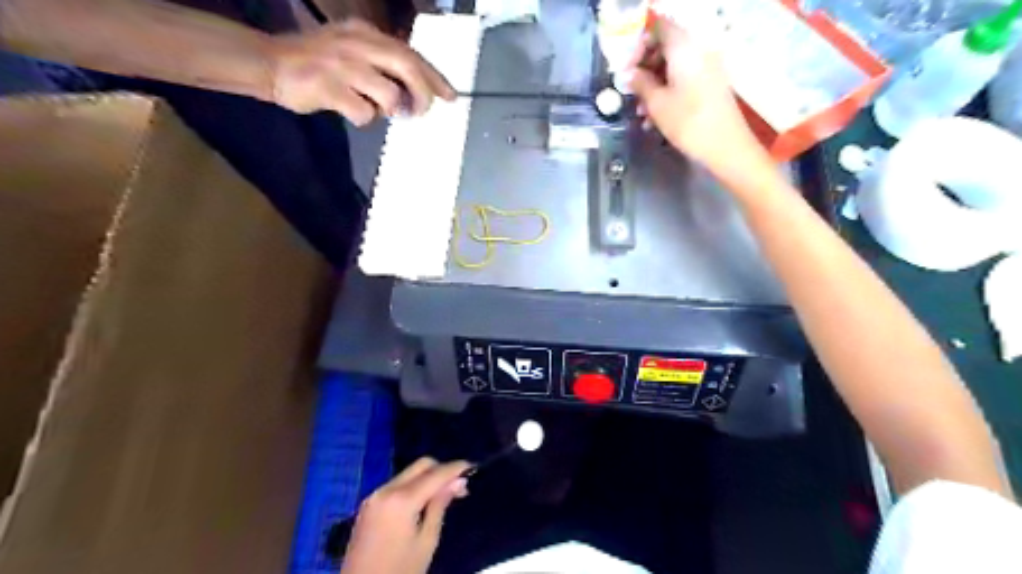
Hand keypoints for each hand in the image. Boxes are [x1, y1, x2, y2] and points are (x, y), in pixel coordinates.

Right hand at [266, 17, 454, 124]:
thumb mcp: (351, 49)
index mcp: (365, 33)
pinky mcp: (328, 87)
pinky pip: (363, 113)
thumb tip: (412, 91)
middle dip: (423, 93)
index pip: (411, 54)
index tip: (451, 96)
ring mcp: (342, 65)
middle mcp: (358, 44)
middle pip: (407, 66)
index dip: (434, 77)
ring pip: (389, 93)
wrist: (268, 62)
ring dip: (390, 109)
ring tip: (377, 109)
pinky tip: (351, 112)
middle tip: (422, 112)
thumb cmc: (314, 60)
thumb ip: (380, 63)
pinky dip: (363, 119)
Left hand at [340, 459, 471, 572]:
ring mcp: (374, 496)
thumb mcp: (426, 541)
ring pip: (408, 473)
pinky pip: (397, 484)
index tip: (473, 467)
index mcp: (401, 500)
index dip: (456, 468)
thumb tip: (458, 481)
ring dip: (427, 477)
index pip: (435, 474)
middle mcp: (386, 490)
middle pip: (420, 466)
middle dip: (441, 469)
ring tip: (444, 494)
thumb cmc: (399, 571)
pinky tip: (423, 501)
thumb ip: (440, 506)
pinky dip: (413, 486)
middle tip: (460, 485)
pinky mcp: (368, 505)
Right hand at [627, 20, 771, 177]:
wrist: (725, 146)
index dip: (639, 43)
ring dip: (653, 85)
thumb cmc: (687, 122)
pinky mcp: (711, 86)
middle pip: (666, 48)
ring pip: (673, 67)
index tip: (626, 67)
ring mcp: (707, 69)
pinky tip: (655, 118)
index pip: (659, 28)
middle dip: (645, 68)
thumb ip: (640, 83)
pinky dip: (667, 93)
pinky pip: (684, 80)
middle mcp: (698, 51)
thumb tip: (629, 74)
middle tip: (630, 90)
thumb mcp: (656, 103)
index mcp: (684, 48)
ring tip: (641, 112)